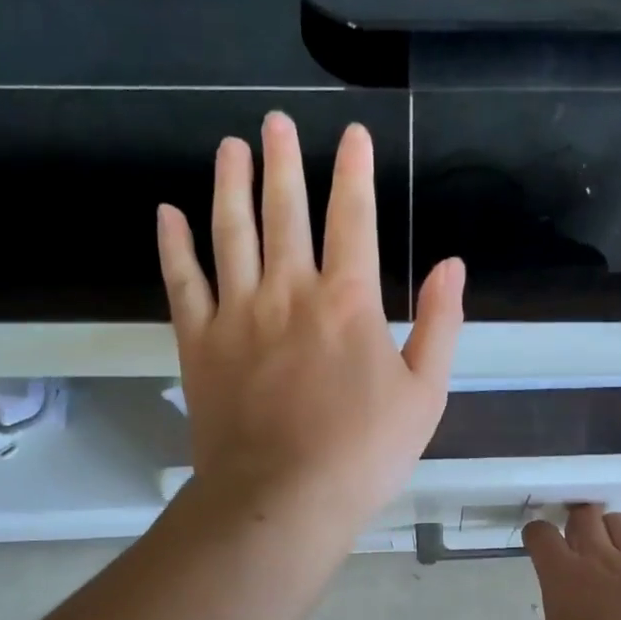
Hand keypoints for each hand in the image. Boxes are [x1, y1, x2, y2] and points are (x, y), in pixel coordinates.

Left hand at [158, 113, 464, 530]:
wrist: (283, 498)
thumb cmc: (363, 453)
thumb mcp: (425, 395)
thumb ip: (440, 325)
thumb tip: (451, 265)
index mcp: (348, 302)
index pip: (353, 220)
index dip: (355, 173)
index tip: (353, 135)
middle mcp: (289, 292)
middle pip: (285, 211)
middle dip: (283, 162)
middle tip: (275, 121)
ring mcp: (238, 314)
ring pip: (231, 233)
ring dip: (231, 185)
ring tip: (231, 147)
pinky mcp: (200, 342)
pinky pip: (183, 281)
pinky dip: (174, 245)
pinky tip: (169, 213)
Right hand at [491, 506, 620, 619]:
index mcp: (564, 576)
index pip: (541, 534)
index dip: (534, 534)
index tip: (534, 543)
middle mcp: (602, 558)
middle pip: (584, 516)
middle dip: (573, 522)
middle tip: (572, 541)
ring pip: (620, 522)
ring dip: (608, 528)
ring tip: (607, 546)